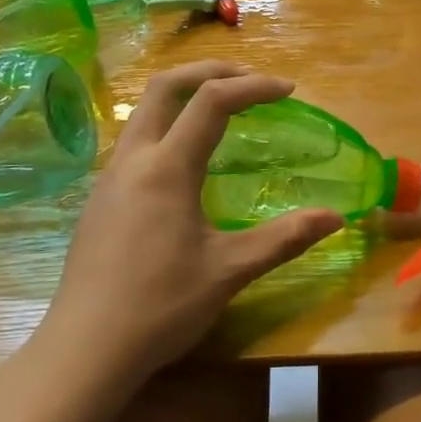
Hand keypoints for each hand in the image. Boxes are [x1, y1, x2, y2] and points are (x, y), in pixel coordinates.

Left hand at [45, 61, 341, 384]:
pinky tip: (186, 160)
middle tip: (250, 79)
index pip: (212, 102)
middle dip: (210, 71)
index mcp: (167, 168)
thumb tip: (336, 218)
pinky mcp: (100, 199)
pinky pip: (135, 140)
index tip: (288, 90)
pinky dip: (166, 125)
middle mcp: (133, 159)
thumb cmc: (161, 307)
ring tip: (222, 108)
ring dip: (184, 95)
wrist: (84, 350)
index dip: (254, 87)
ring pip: (143, 111)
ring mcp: (109, 178)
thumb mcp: (229, 271)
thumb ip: (284, 238)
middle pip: (165, 86)